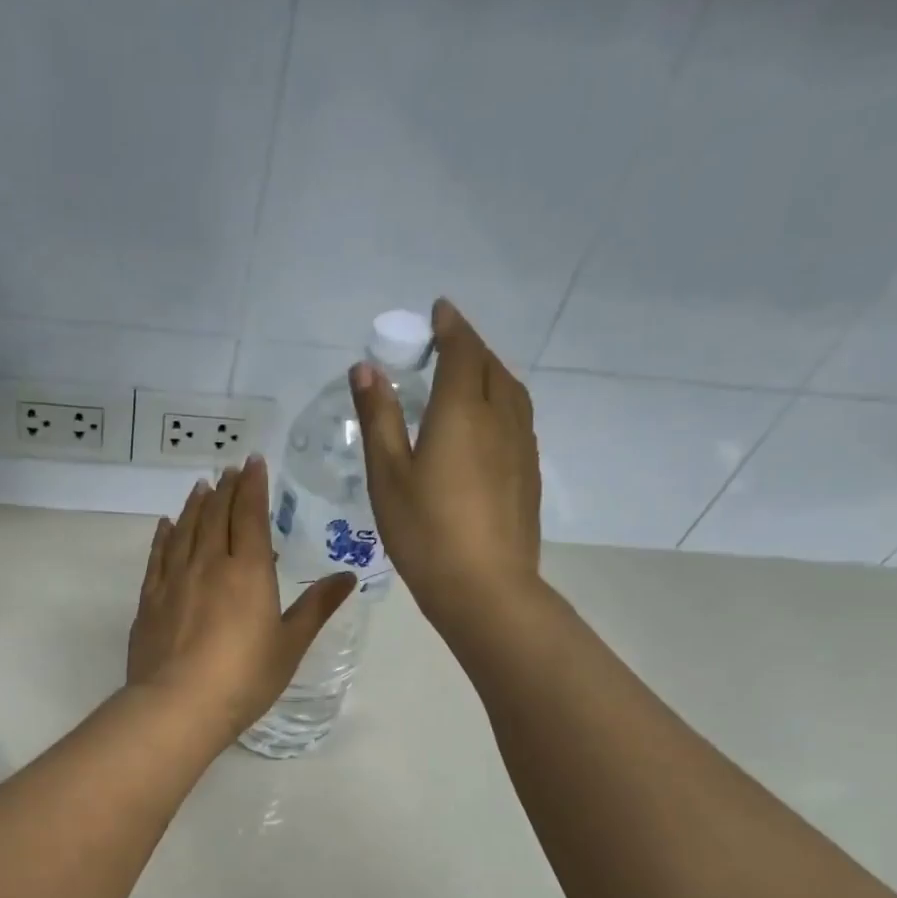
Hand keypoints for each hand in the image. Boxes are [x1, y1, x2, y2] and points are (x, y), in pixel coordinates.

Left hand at [128, 457, 354, 741]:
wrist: (178, 706)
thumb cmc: (244, 678)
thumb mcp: (289, 645)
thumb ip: (316, 607)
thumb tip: (347, 577)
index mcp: (248, 571)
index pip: (251, 516)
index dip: (253, 486)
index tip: (253, 463)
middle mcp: (209, 564)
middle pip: (216, 515)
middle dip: (224, 489)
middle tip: (228, 470)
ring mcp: (175, 580)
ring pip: (185, 530)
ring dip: (195, 505)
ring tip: (200, 487)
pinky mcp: (151, 600)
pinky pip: (158, 556)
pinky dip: (164, 536)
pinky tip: (166, 525)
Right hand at [352, 298, 542, 635]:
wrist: (485, 587)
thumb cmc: (425, 532)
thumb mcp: (389, 476)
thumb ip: (380, 418)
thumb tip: (367, 368)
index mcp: (462, 411)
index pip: (462, 351)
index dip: (450, 327)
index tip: (439, 311)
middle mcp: (500, 418)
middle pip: (490, 366)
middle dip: (469, 347)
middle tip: (446, 345)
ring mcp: (521, 446)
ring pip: (510, 392)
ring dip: (489, 373)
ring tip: (468, 378)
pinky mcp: (529, 473)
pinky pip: (518, 419)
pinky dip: (501, 403)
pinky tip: (486, 425)